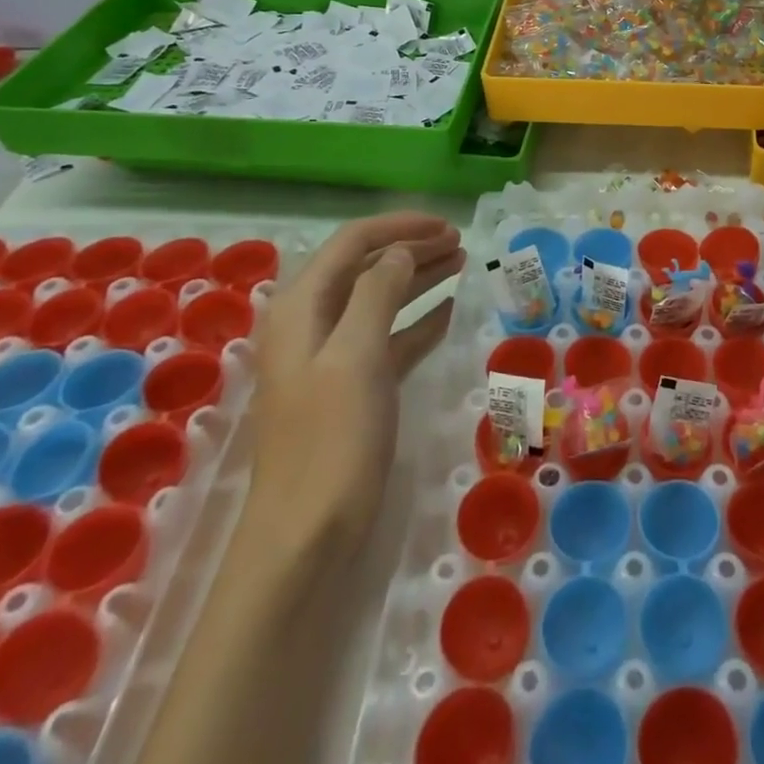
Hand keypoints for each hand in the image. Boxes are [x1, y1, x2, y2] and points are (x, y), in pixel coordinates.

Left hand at [243, 213, 465, 564]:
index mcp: (302, 307)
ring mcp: (331, 358)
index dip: (399, 227)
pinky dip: (418, 319)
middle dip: (412, 248)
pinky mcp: (351, 388)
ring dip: (418, 279)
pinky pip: (389, 337)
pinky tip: (449, 312)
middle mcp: (312, 324)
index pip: (351, 243)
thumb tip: (400, 251)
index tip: (446, 225)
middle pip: (366, 267)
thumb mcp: (356, 356)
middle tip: (461, 243)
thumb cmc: (332, 439)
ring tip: (462, 264)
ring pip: (380, 300)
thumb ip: (377, 292)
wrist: (305, 537)